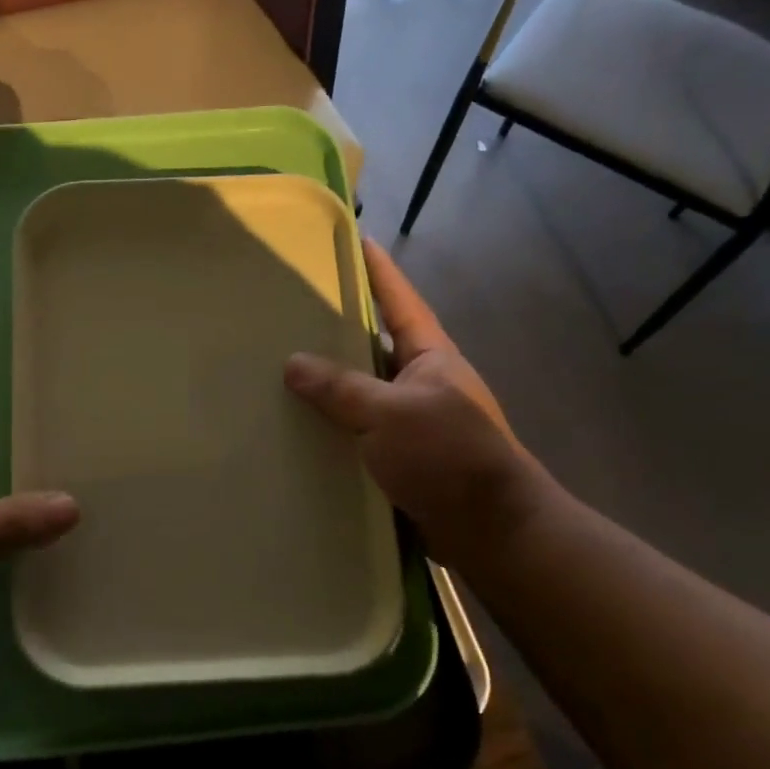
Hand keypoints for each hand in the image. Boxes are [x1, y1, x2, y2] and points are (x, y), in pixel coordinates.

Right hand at [285, 241, 543, 563]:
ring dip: (329, 383)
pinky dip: (332, 426)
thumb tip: (292, 364)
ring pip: (362, 391)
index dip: (377, 270)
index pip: (399, 300)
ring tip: (278, 367)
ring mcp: (411, 420)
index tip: (353, 238)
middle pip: (373, 343)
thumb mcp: (390, 414)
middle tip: (291, 309)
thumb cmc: (448, 457)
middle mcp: (421, 381)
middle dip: (337, 327)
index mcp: (429, 356)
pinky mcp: (400, 457)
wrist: (491, 529)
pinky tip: (297, 427)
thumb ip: (341, 388)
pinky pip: (358, 431)